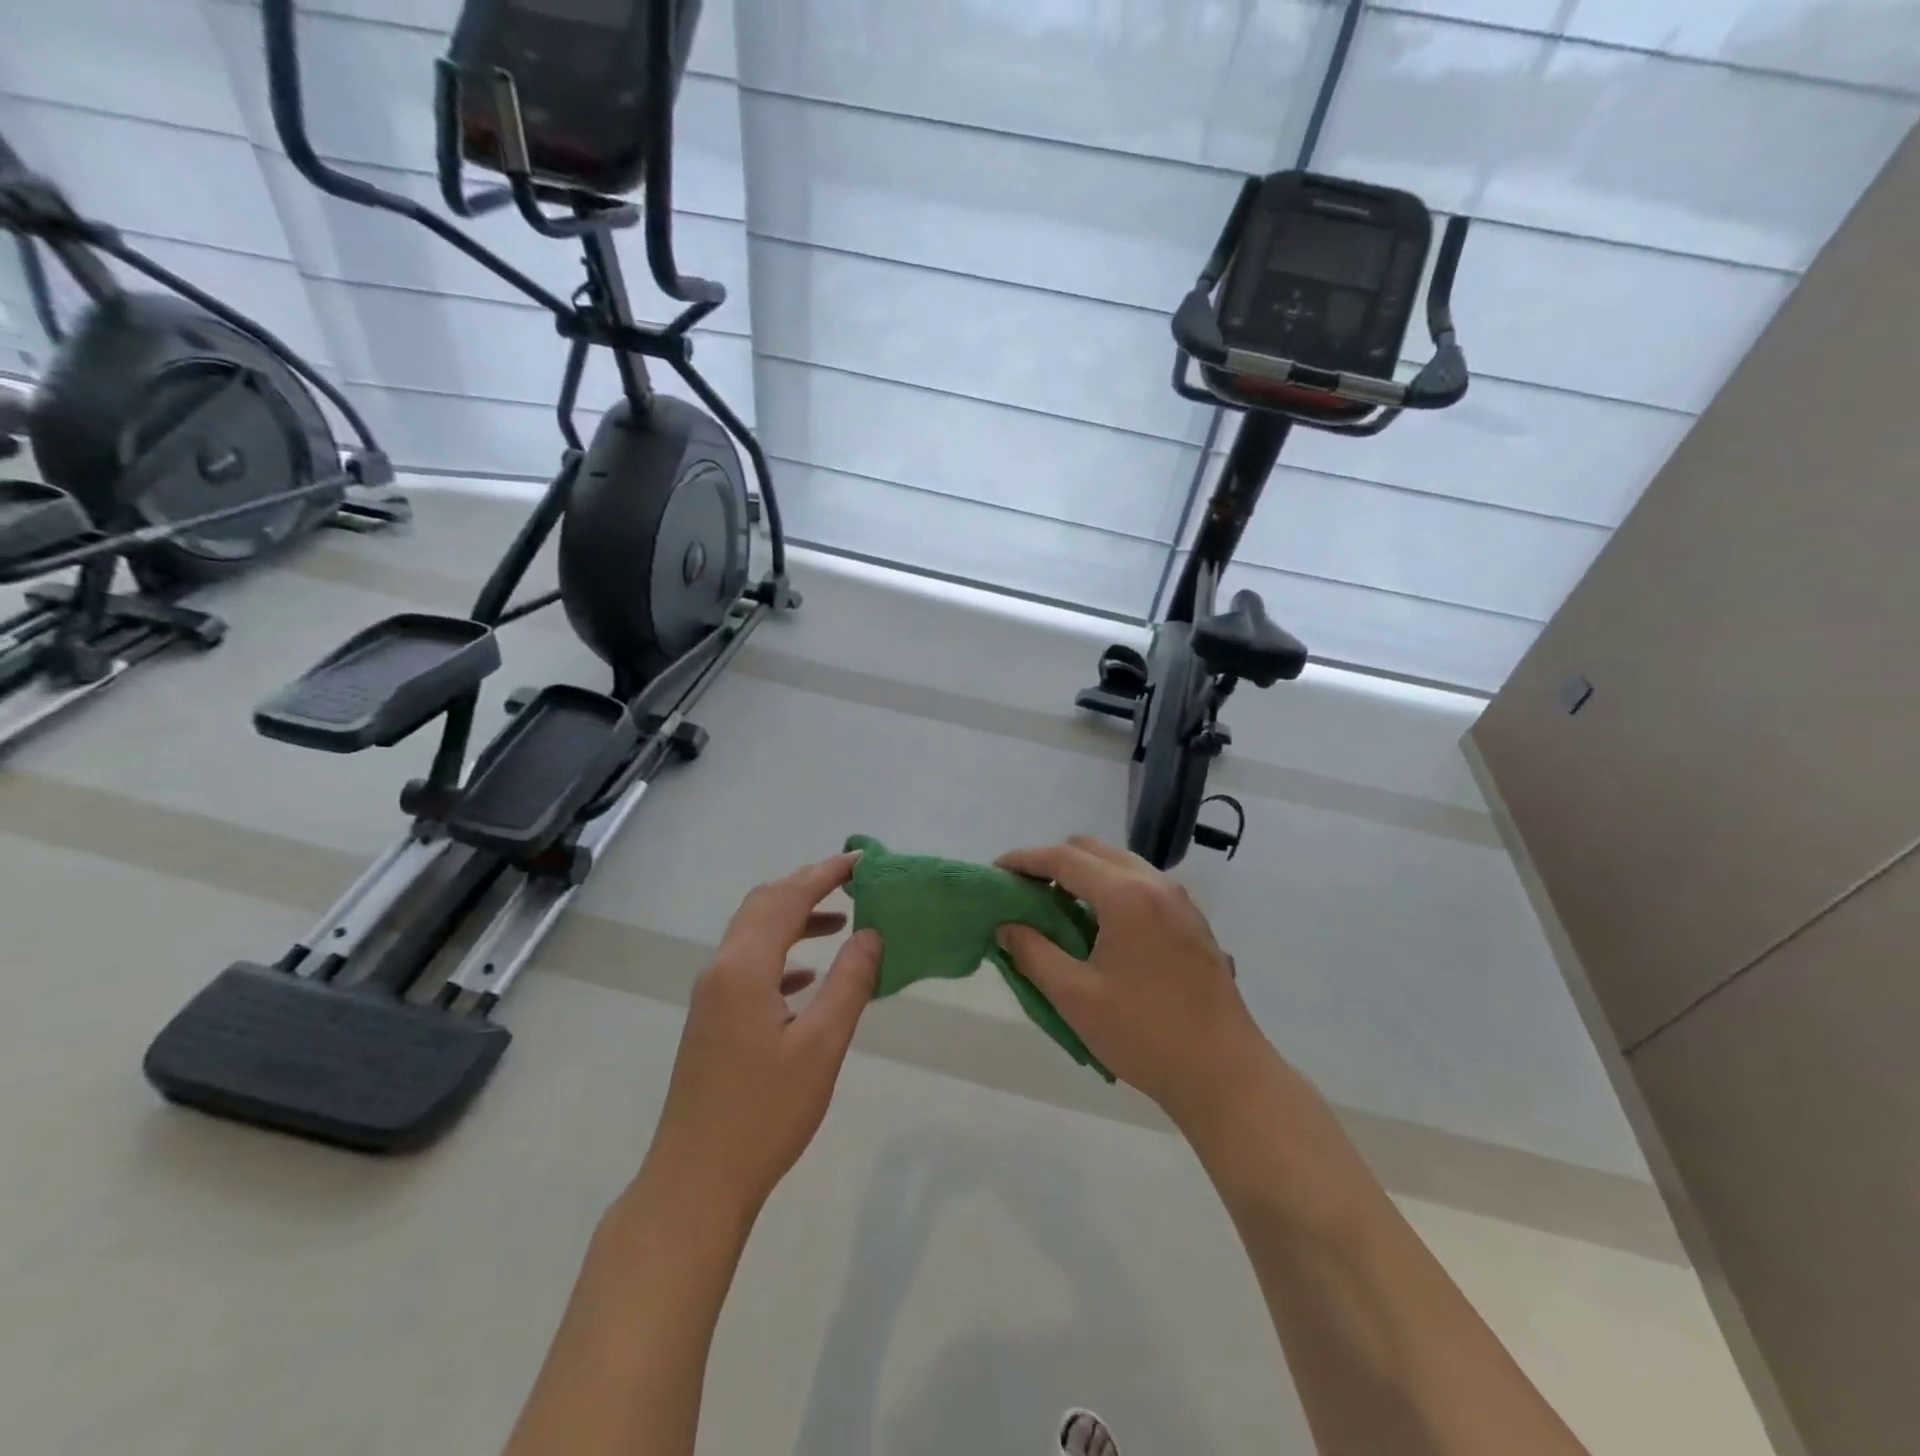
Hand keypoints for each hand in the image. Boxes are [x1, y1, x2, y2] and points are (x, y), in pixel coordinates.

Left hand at [643, 852, 881, 1219]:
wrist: (696, 1182)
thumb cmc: (764, 1114)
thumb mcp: (821, 1046)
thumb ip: (850, 982)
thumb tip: (872, 933)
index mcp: (745, 968)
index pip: (787, 898)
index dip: (825, 873)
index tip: (862, 860)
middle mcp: (721, 970)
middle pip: (763, 905)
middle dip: (806, 886)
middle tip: (851, 882)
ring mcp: (712, 996)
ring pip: (754, 934)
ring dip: (794, 918)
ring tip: (840, 921)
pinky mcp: (712, 1020)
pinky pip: (749, 965)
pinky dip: (781, 954)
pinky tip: (807, 977)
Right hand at [995, 836, 1272, 1130]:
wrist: (1224, 1073)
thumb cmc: (1144, 1034)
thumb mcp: (1075, 997)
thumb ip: (1033, 953)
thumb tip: (1007, 927)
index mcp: (1126, 895)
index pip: (1064, 858)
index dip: (1024, 860)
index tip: (995, 871)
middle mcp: (1155, 884)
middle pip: (1093, 849)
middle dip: (1054, 862)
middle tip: (1025, 892)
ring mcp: (1179, 901)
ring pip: (1120, 864)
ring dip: (1084, 874)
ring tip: (1058, 910)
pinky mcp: (1192, 922)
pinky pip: (1141, 885)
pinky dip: (1111, 889)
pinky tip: (1099, 928)